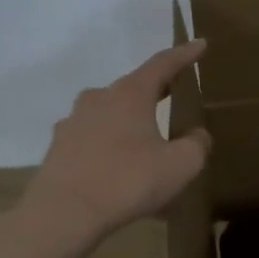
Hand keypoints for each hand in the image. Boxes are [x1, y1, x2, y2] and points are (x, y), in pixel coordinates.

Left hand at [1, 40, 212, 257]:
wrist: (64, 214)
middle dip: (156, 89)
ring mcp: (74, 122)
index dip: (184, 54)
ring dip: (129, 118)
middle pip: (133, 87)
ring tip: (145, 136)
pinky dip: (110, 143)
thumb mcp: (181, 165)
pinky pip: (93, 137)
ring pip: (109, 112)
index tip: (200, 43)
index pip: (162, 64)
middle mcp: (99, 99)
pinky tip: (118, 164)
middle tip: (174, 90)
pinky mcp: (59, 148)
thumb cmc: (129, 181)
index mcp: (131, 95)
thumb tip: (197, 134)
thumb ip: (197, 144)